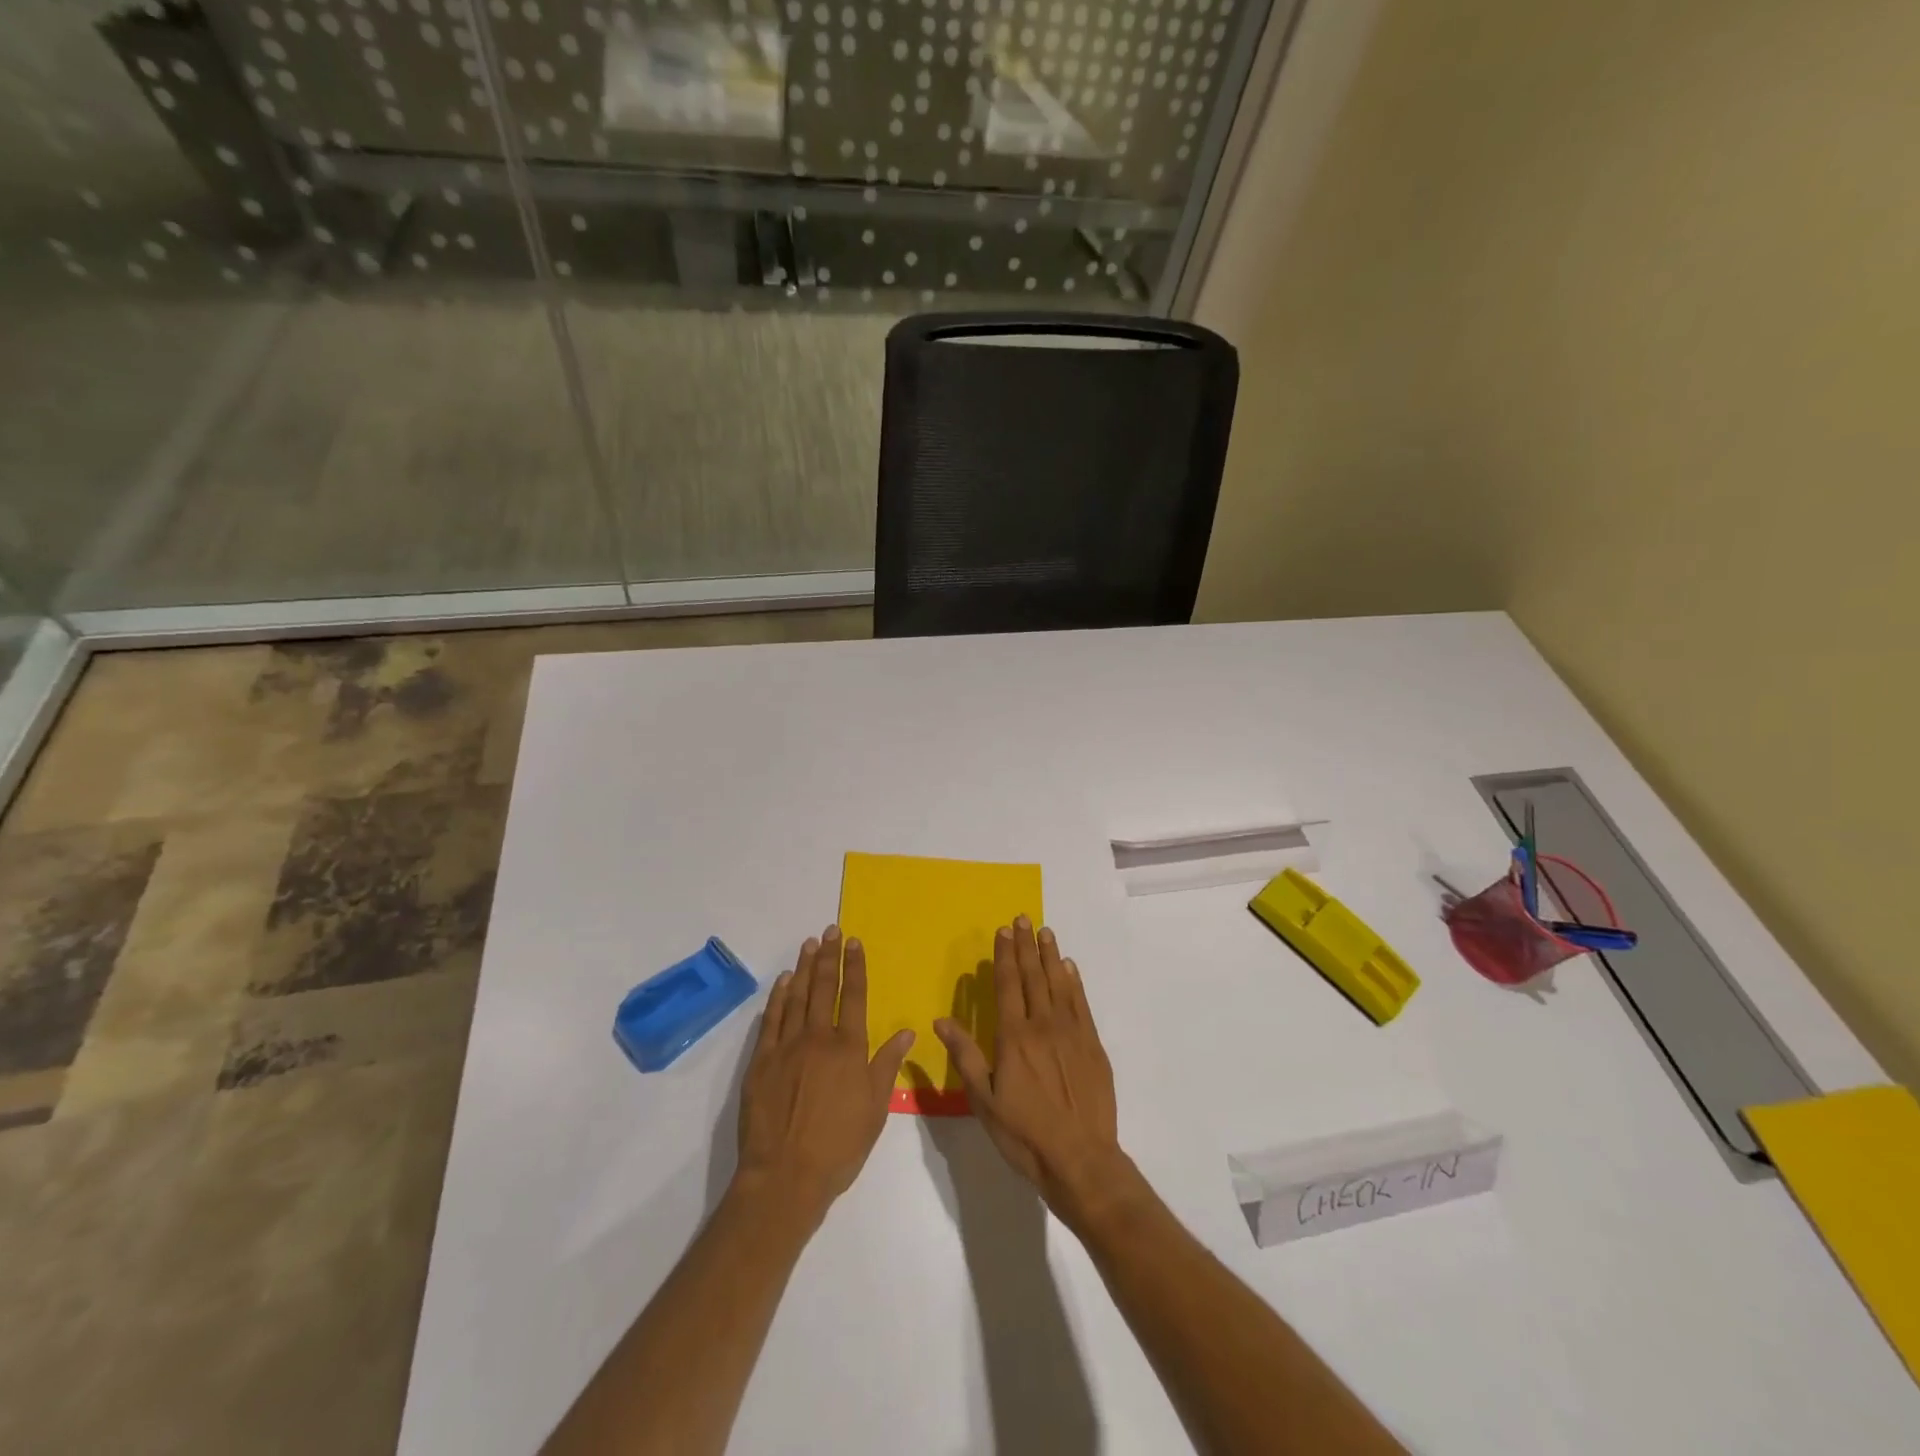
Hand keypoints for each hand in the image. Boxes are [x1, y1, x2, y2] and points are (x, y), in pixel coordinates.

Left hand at [735, 926, 913, 1220]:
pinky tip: (784, 981)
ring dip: (804, 968)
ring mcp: (786, 1046)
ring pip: (797, 996)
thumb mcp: (875, 1108)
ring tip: (809, 944)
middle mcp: (818, 1038)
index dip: (855, 967)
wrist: (785, 1176)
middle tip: (830, 930)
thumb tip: (908, 1030)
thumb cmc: (839, 1146)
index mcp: (849, 1048)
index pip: (854, 996)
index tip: (854, 942)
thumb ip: (888, 1064)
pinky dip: (778, 997)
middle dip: (829, 956)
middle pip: (824, 987)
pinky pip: (771, 1019)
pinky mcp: (761, 1061)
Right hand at [934, 917, 1128, 1229]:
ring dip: (1050, 955)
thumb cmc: (1024, 1134)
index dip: (1004, 955)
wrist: (1081, 1159)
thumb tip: (941, 1020)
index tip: (1003, 930)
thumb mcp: (984, 1101)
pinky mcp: (1092, 1045)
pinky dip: (1074, 982)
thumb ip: (964, 1056)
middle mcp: (1043, 1025)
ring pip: (1059, 983)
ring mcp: (1071, 1032)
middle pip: (1033, 976)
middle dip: (1026, 945)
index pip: (1007, 984)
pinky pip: (1081, 1003)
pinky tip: (1070, 968)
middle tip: (1023, 918)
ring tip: (1045, 932)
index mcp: (1014, 1037)